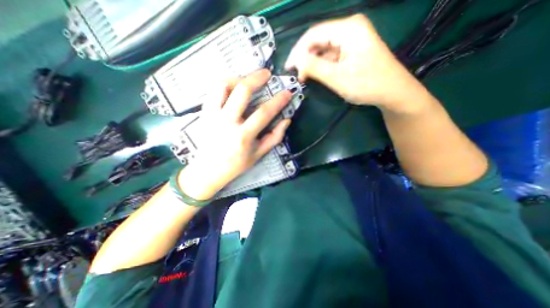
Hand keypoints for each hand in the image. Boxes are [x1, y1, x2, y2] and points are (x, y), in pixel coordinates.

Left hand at [179, 69, 294, 200]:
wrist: (208, 170)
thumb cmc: (236, 164)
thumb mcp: (258, 154)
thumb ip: (274, 137)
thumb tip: (286, 120)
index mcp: (243, 136)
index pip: (264, 112)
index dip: (278, 101)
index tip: (287, 93)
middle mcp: (227, 122)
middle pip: (242, 91)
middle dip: (257, 77)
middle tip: (267, 74)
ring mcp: (213, 115)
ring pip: (223, 85)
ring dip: (238, 78)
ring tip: (247, 80)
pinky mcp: (204, 113)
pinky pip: (213, 91)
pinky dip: (225, 84)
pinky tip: (233, 88)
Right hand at [285, 13, 422, 112]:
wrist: (393, 92)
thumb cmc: (367, 84)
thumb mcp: (337, 77)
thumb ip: (314, 67)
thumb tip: (296, 62)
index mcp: (348, 29)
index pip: (314, 34)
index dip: (298, 51)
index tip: (288, 68)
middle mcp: (350, 29)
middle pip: (318, 40)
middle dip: (304, 57)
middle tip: (295, 74)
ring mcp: (352, 40)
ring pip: (323, 49)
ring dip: (312, 63)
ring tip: (303, 77)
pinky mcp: (352, 51)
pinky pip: (331, 55)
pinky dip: (321, 65)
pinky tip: (315, 75)